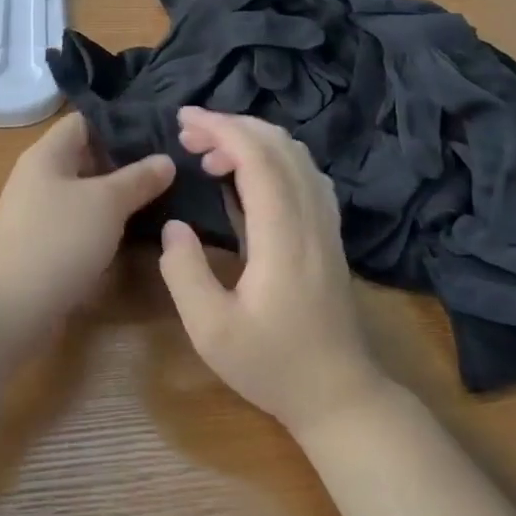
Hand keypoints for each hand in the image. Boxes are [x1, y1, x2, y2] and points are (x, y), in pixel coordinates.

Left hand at [0, 112, 174, 327]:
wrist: (14, 306)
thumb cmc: (60, 239)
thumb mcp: (107, 203)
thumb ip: (139, 178)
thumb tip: (166, 160)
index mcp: (46, 154)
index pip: (83, 122)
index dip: (118, 124)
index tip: (157, 132)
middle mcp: (38, 177)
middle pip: (85, 157)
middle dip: (124, 162)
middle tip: (168, 166)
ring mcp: (38, 213)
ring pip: (84, 193)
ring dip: (117, 196)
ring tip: (161, 196)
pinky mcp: (42, 245)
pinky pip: (79, 223)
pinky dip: (104, 223)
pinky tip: (134, 231)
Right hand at [158, 108, 383, 436]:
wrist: (340, 395)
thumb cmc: (272, 366)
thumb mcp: (211, 331)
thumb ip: (184, 273)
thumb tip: (174, 225)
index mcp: (283, 236)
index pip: (258, 158)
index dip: (221, 129)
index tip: (183, 120)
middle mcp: (311, 218)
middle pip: (278, 145)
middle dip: (231, 125)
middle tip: (187, 132)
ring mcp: (326, 223)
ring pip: (295, 155)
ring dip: (251, 138)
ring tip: (209, 152)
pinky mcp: (328, 232)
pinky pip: (304, 172)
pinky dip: (271, 155)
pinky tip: (246, 172)